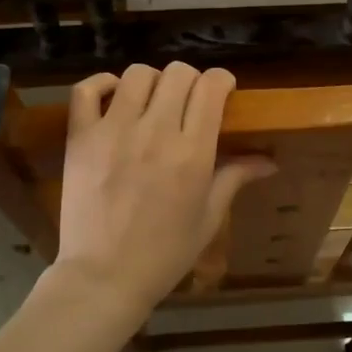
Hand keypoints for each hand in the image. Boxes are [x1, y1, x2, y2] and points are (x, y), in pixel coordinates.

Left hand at [48, 63, 275, 324]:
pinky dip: (102, 83)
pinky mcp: (81, 138)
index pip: (211, 87)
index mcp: (193, 152)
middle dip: (191, 80)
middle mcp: (156, 132)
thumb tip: (270, 161)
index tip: (221, 91)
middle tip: (188, 102)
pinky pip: (87, 90)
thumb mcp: (208, 218)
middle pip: (179, 73)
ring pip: (138, 74)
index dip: (221, 81)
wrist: (104, 277)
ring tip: (152, 102)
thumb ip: (236, 178)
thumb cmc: (165, 253)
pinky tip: (115, 97)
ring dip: (152, 82)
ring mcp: (114, 131)